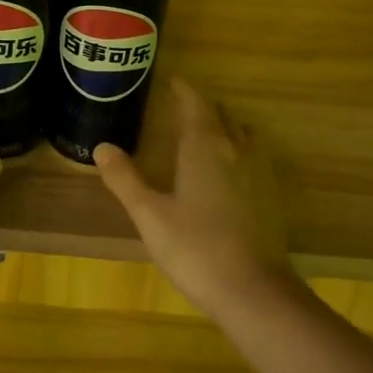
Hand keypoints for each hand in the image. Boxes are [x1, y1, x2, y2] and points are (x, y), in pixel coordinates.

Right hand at [95, 78, 294, 315]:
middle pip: (220, 115)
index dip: (184, 90)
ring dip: (223, 127)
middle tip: (180, 107)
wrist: (254, 291)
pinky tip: (227, 173)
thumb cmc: (195, 248)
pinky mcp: (271, 196)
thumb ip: (125, 179)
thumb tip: (101, 147)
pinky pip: (253, 157)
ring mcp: (259, 172)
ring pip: (241, 135)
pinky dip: (238, 151)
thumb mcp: (149, 214)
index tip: (172, 81)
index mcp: (204, 146)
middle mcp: (236, 149)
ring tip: (204, 135)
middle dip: (201, 107)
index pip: (195, 103)